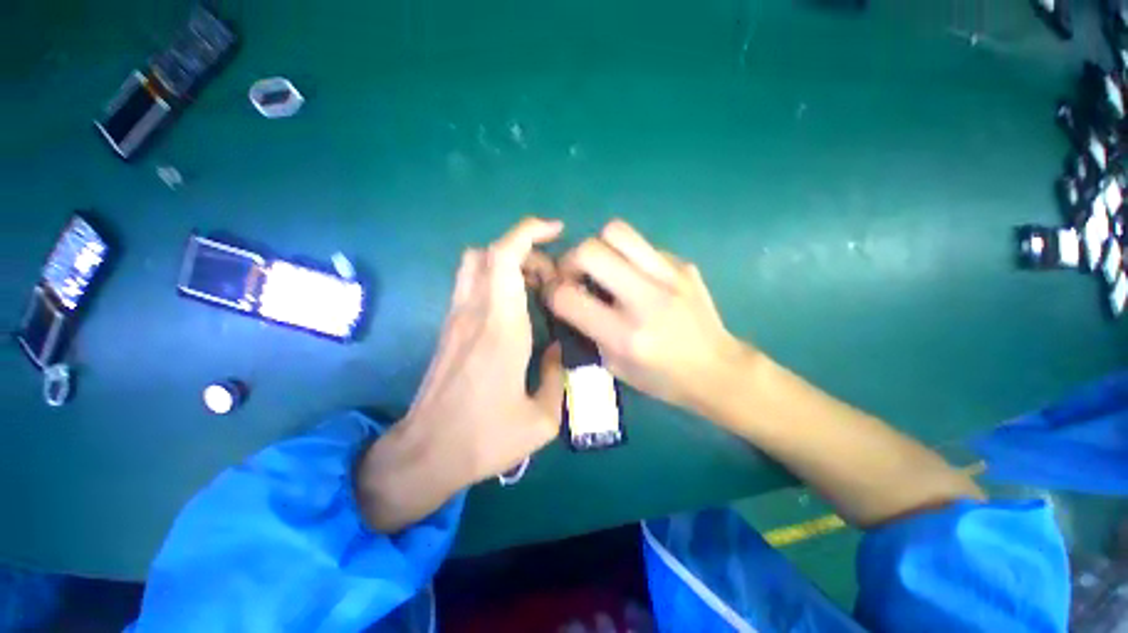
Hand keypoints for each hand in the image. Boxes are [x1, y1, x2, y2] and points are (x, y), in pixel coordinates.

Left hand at [357, 218, 564, 531]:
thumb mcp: (542, 420)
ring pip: (475, 263)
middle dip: (526, 249)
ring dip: (508, 261)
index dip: (529, 233)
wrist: (425, 454)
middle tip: (551, 277)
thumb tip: (559, 351)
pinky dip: (496, 278)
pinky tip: (515, 305)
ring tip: (535, 285)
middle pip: (490, 252)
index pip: (505, 259)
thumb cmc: (485, 438)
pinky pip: (471, 283)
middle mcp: (474, 313)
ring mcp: (456, 318)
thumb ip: (558, 378)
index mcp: (501, 329)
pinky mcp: (449, 328)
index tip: (556, 231)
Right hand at [546, 220, 750, 414]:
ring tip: (603, 266)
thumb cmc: (664, 379)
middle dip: (570, 259)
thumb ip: (588, 330)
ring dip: (599, 246)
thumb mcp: (615, 366)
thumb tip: (569, 297)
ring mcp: (670, 277)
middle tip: (576, 274)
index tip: (553, 293)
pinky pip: (643, 245)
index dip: (551, 291)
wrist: (718, 369)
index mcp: (626, 335)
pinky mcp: (684, 265)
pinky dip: (628, 257)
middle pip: (590, 250)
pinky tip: (637, 276)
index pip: (568, 298)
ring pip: (617, 231)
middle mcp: (646, 300)